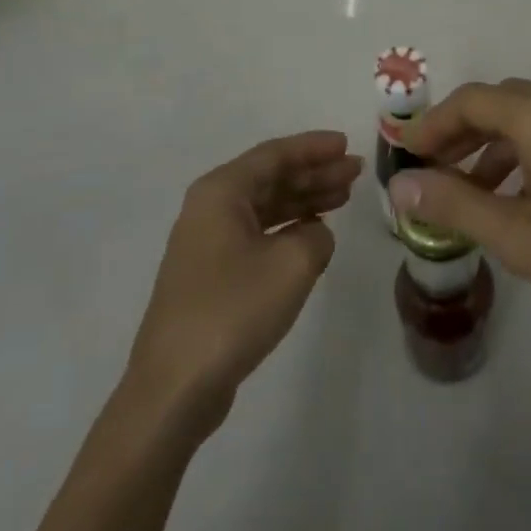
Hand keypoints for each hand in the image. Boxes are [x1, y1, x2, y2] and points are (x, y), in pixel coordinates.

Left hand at [121, 131, 360, 437]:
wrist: (176, 386)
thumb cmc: (234, 310)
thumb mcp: (293, 264)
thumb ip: (317, 236)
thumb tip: (315, 234)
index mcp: (221, 192)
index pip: (275, 155)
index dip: (313, 148)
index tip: (347, 144)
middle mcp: (210, 209)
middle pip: (270, 178)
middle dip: (314, 173)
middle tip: (354, 172)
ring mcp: (207, 243)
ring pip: (265, 207)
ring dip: (304, 200)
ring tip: (344, 198)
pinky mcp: (212, 275)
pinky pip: (258, 234)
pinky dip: (288, 228)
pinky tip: (314, 233)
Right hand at [395, 80, 530, 320]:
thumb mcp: (519, 235)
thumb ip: (455, 205)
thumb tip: (400, 184)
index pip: (470, 100)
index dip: (431, 124)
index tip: (402, 153)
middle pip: (498, 103)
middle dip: (458, 133)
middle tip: (429, 169)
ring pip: (527, 119)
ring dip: (490, 147)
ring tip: (466, 192)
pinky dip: (523, 155)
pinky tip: (518, 197)